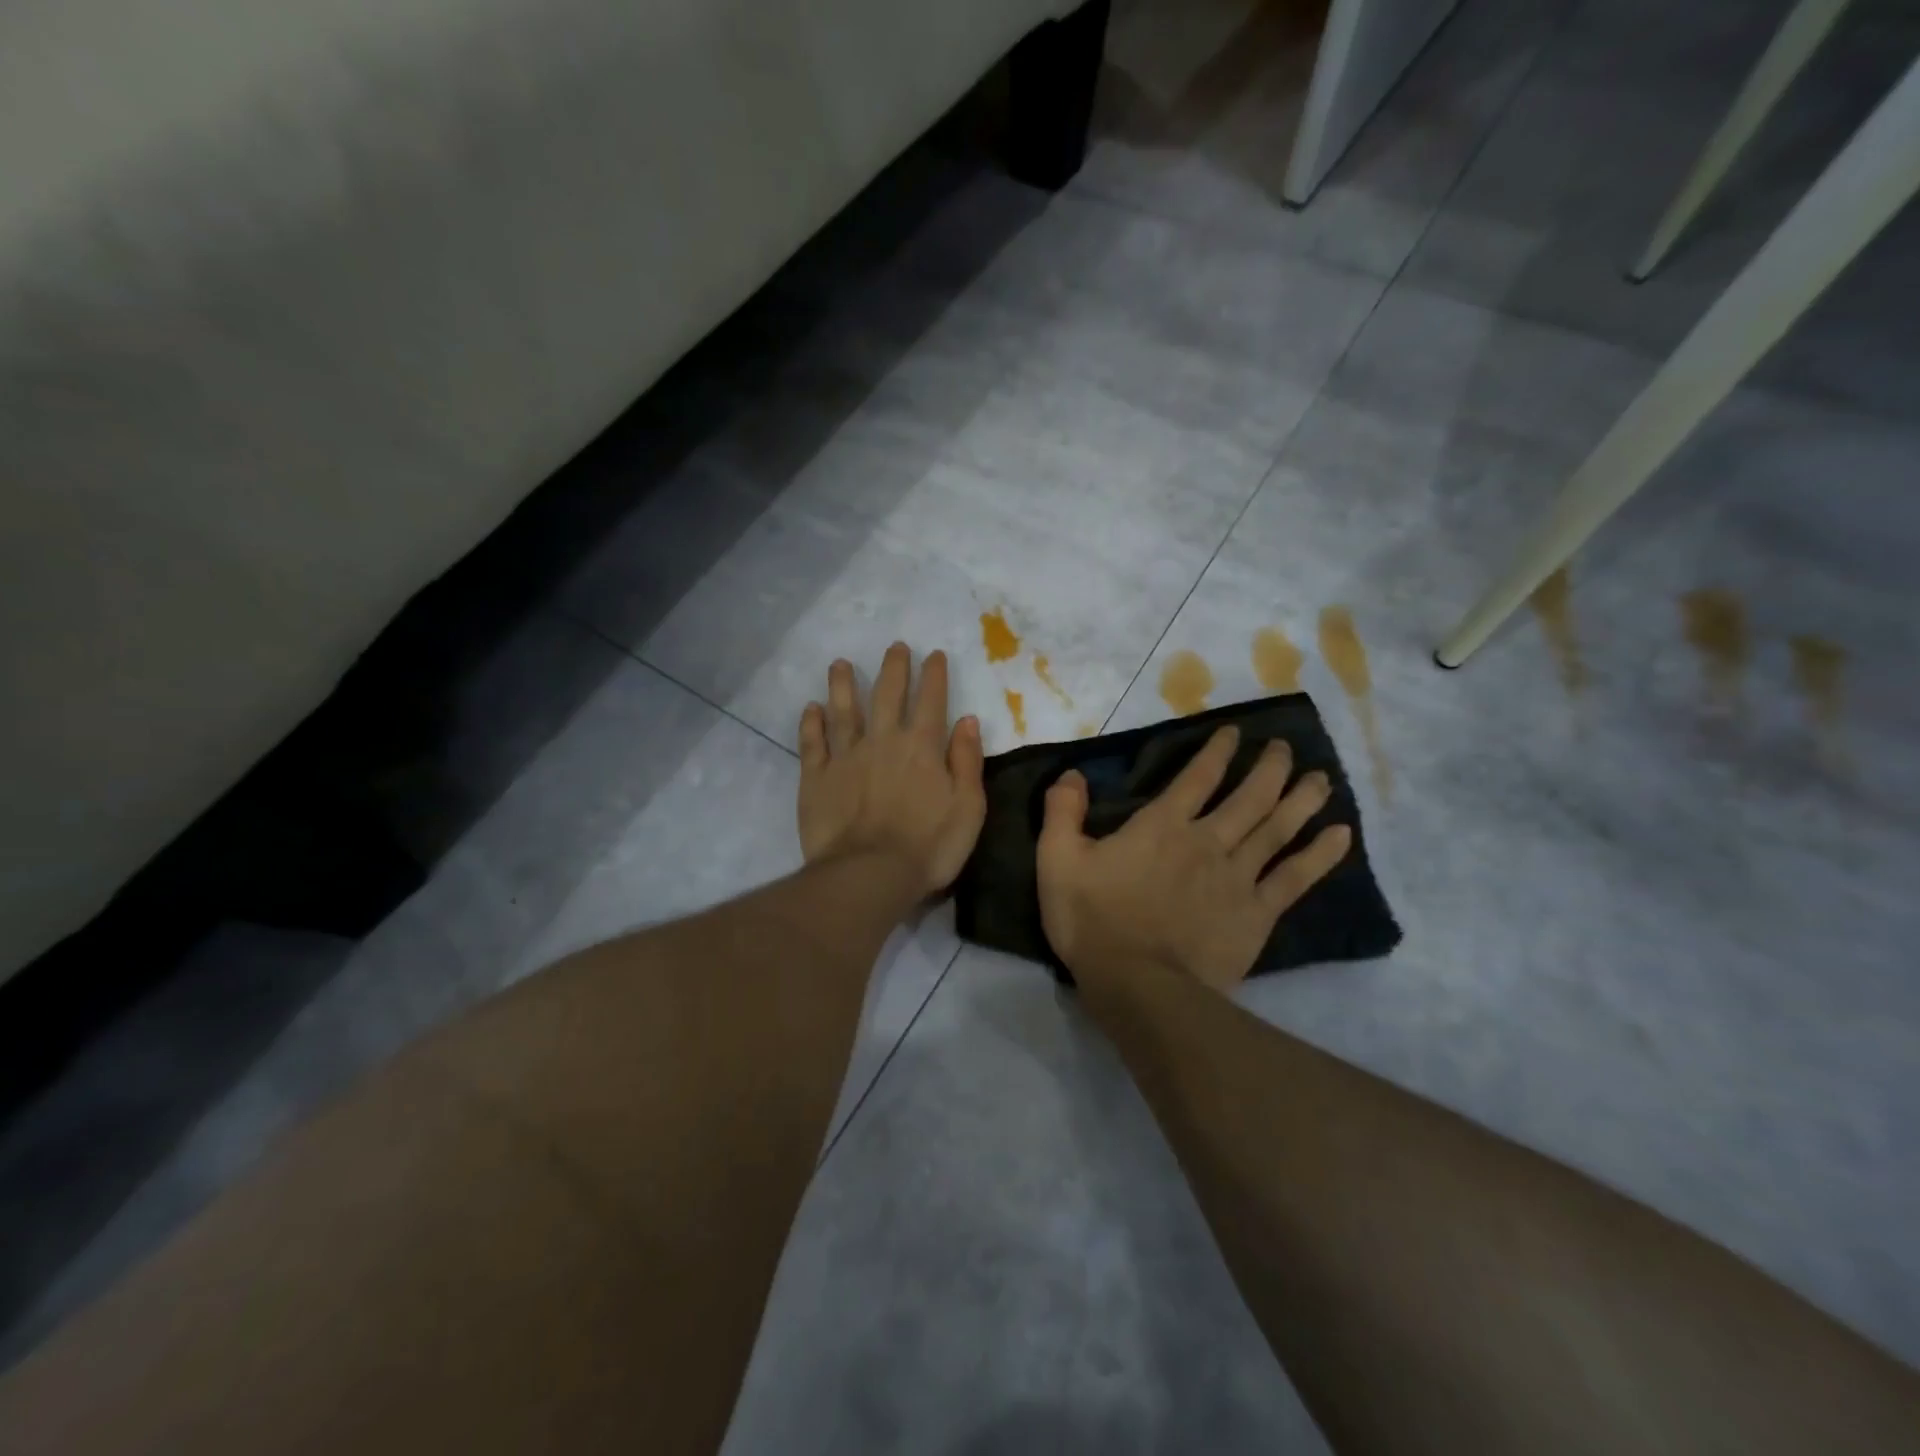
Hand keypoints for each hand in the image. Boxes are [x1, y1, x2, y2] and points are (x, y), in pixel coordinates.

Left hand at [797, 643, 986, 898]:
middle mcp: (882, 741)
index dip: (933, 675)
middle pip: (886, 695)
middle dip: (893, 668)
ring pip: (843, 711)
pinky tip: (810, 708)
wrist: (869, 875)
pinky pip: (812, 743)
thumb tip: (967, 720)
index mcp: (921, 747)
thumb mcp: (968, 808)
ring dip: (842, 685)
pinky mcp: (816, 778)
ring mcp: (845, 757)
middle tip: (894, 647)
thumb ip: (967, 761)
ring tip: (840, 664)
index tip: (933, 655)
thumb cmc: (929, 846)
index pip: (930, 700)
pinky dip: (811, 724)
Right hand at [1036, 725, 1351, 993]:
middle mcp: (1206, 841)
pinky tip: (1341, 835)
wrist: (1137, 985)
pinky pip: (1295, 878)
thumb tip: (1073, 774)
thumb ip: (1062, 812)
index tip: (1237, 733)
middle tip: (1286, 749)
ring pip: (1278, 829)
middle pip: (1248, 796)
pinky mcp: (1256, 914)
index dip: (1218, 751)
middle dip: (1270, 768)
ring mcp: (1237, 877)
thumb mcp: (1057, 861)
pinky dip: (1320, 855)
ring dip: (1302, 800)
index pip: (1197, 777)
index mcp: (1162, 826)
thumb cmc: (1093, 921)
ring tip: (1321, 779)